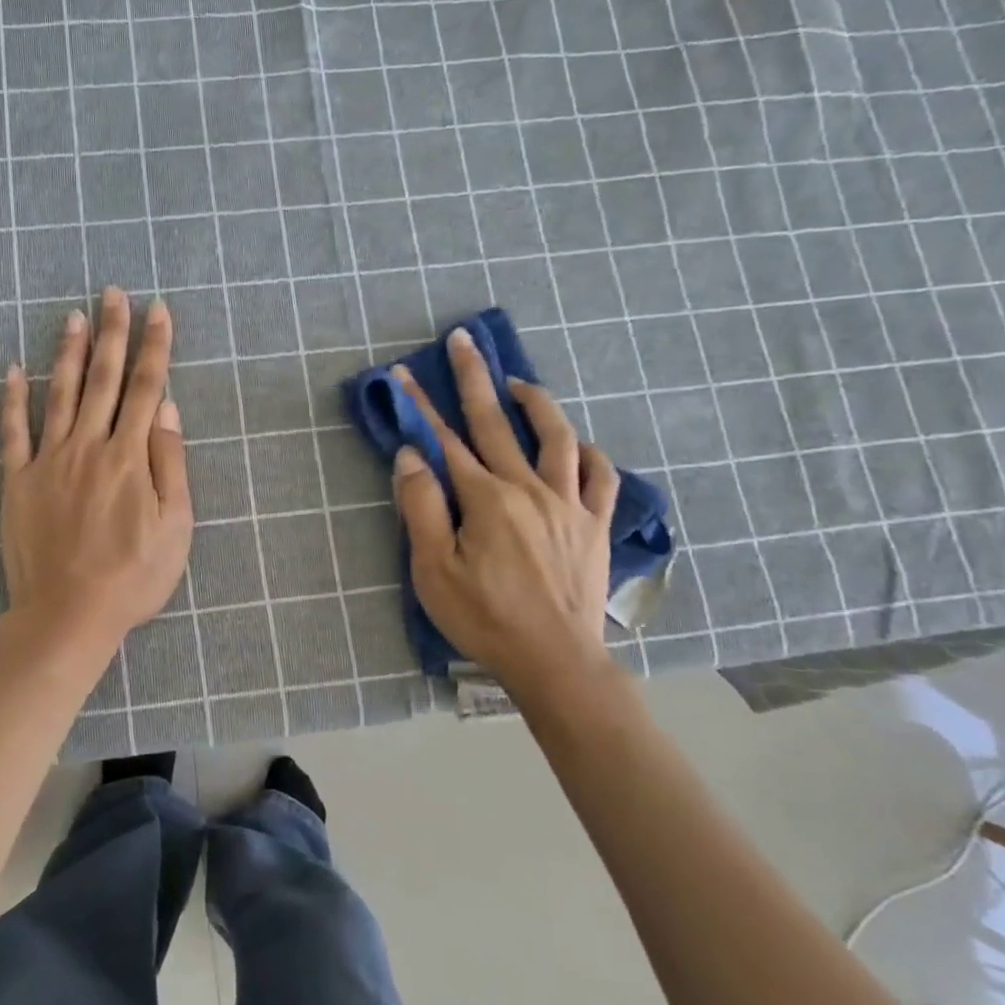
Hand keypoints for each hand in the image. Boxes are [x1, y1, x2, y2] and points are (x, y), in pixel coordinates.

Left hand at [0, 288, 192, 669]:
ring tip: (74, 316)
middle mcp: (89, 446)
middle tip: (113, 293)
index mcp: (130, 456)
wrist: (68, 614)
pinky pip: (13, 432)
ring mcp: (49, 461)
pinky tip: (14, 369)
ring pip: (62, 394)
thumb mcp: (175, 525)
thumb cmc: (133, 575)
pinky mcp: (18, 481)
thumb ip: (170, 462)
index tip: (158, 310)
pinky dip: (12, 398)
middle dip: (112, 332)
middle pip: (104, 378)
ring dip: (69, 352)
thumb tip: (166, 408)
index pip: (146, 387)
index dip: (155, 346)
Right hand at [391, 329, 620, 696]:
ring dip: (537, 403)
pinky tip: (578, 447)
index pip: (445, 439)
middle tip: (463, 341)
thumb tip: (411, 455)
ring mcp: (568, 504)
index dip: (421, 404)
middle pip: (496, 422)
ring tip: (519, 384)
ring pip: (558, 438)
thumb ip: (420, 508)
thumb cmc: (485, 620)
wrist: (556, 663)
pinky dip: (589, 454)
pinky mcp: (596, 525)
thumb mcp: (432, 571)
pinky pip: (601, 477)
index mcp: (485, 499)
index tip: (403, 373)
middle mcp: (528, 488)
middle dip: (475, 377)